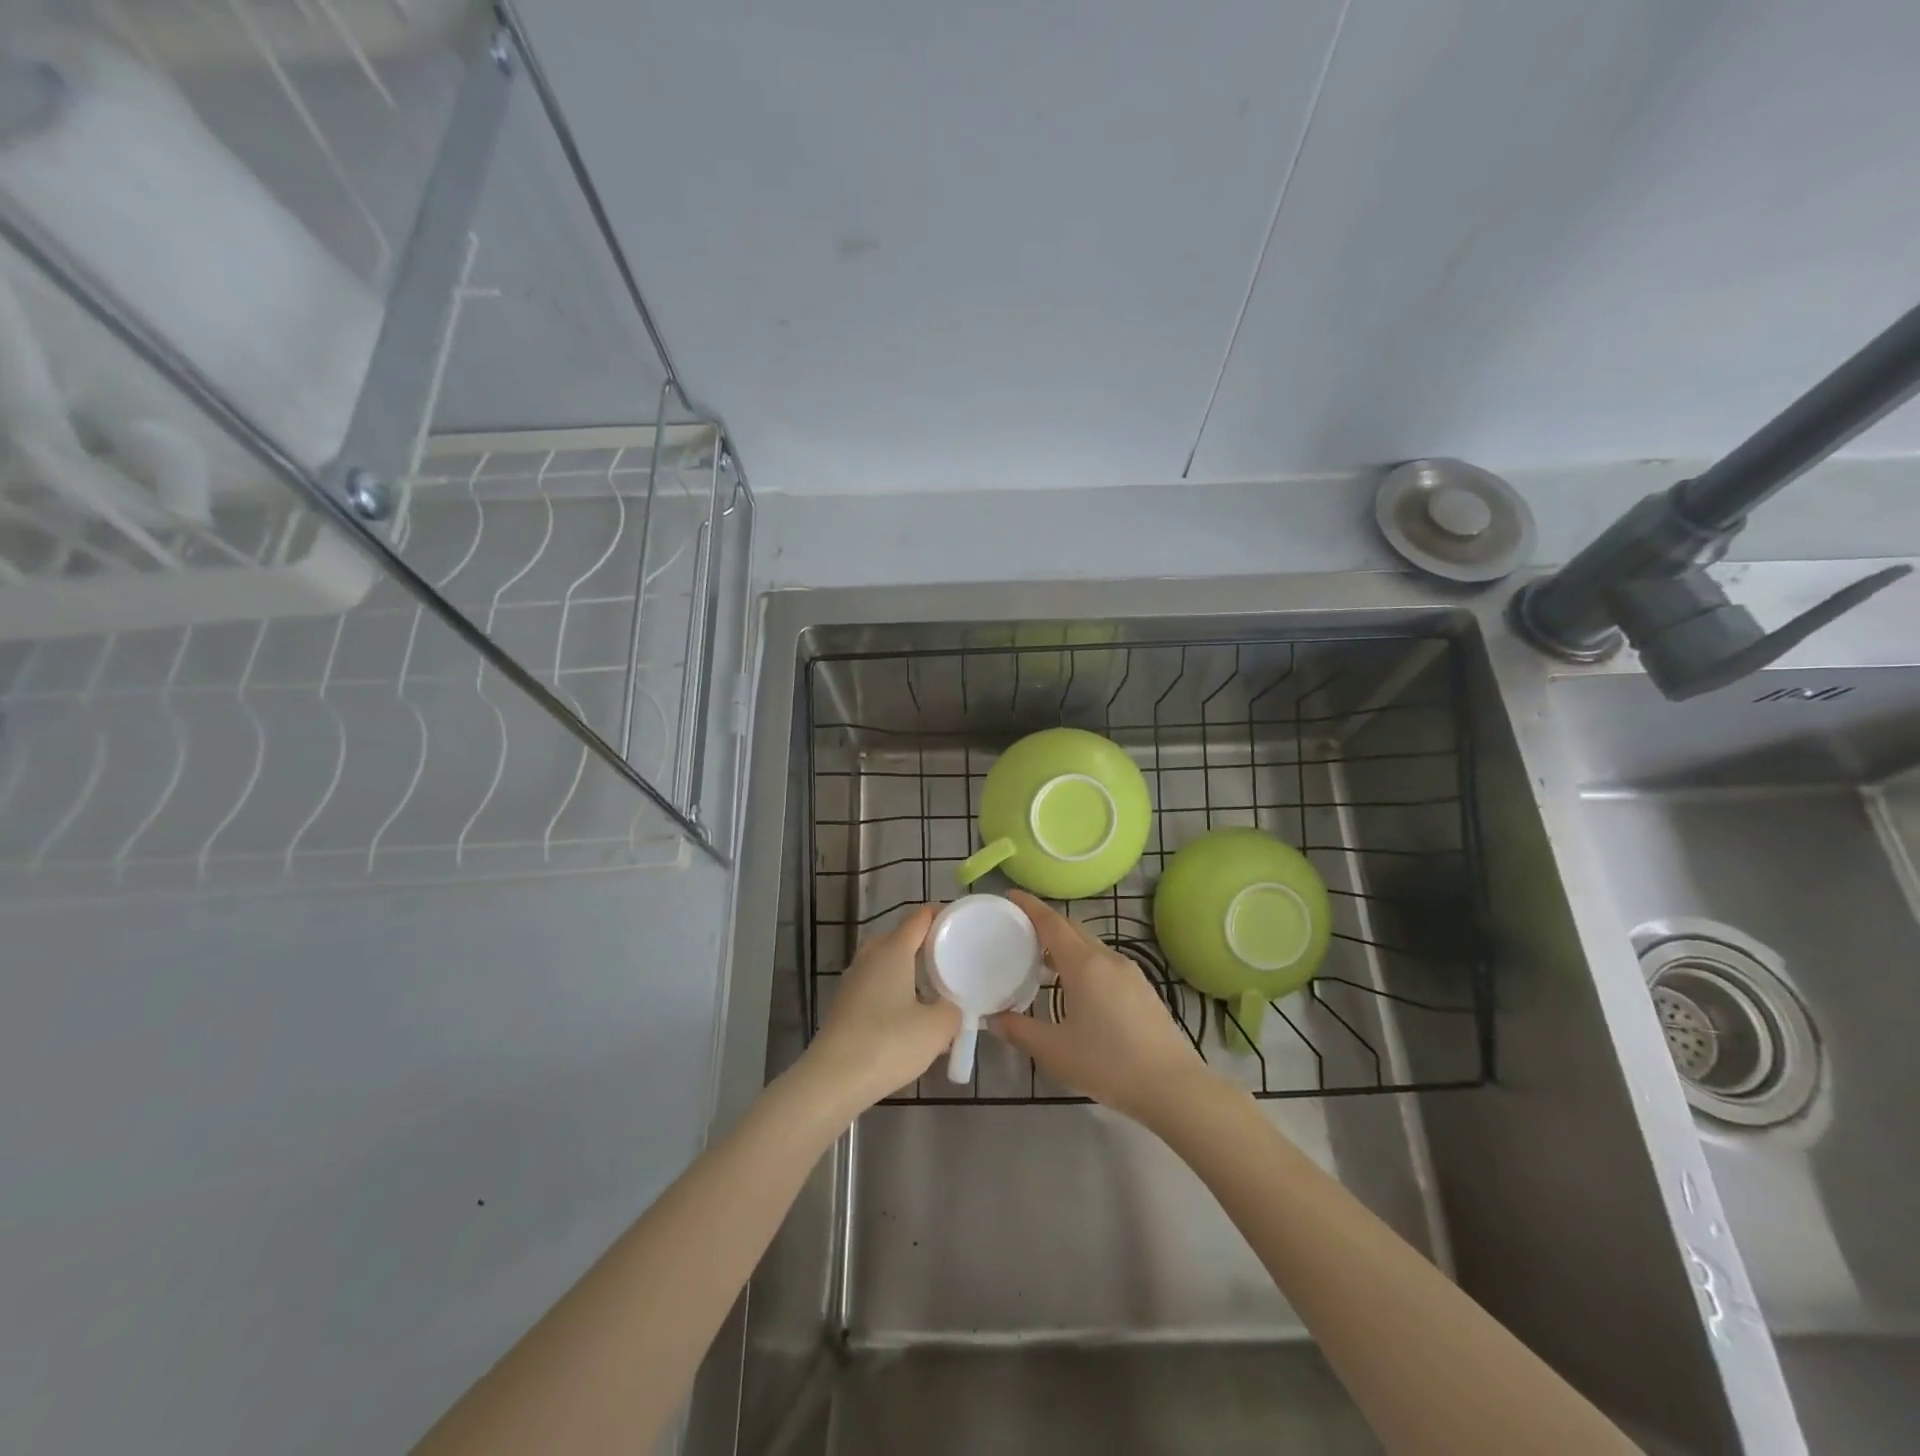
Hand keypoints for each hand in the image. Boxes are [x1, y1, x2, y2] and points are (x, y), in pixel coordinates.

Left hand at [803, 904, 958, 1111]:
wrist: (832, 1081)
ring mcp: (852, 981)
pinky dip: (894, 991)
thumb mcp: (937, 1029)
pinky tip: (908, 1017)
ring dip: (908, 971)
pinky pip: (875, 985)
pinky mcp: (844, 1005)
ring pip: (886, 963)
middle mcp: (869, 957)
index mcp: (892, 950)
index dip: (941, 916)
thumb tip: (952, 1006)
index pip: (919, 918)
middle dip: (925, 945)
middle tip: (950, 961)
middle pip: (900, 938)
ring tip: (933, 991)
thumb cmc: (888, 1044)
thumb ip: (953, 1010)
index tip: (962, 925)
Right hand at [989, 890, 1209, 1122]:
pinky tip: (1075, 987)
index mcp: (1083, 964)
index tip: (1010, 896)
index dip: (1029, 906)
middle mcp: (1107, 958)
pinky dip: (1083, 960)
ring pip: (1089, 945)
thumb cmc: (1108, 1063)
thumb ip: (1019, 1031)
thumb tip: (993, 1018)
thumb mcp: (1054, 1051)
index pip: (1051, 922)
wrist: (1172, 1086)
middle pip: (1071, 928)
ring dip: (1064, 944)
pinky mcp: (1142, 988)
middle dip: (1044, 923)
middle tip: (1018, 931)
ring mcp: (1129, 972)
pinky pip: (1104, 961)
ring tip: (1041, 961)